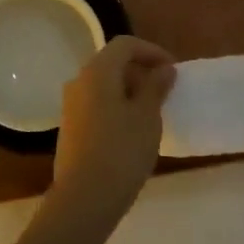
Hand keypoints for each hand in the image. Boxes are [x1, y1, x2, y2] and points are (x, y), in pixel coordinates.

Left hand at [51, 36, 174, 226]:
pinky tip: (132, 131)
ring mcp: (71, 105)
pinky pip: (96, 104)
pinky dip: (116, 107)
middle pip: (112, 63)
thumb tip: (163, 69)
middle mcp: (79, 81)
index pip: (125, 45)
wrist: (83, 198)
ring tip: (152, 113)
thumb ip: (155, 87)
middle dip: (140, 71)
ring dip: (129, 91)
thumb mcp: (147, 117)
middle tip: (164, 92)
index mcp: (97, 71)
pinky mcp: (70, 127)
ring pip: (104, 85)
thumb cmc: (121, 151)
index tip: (173, 71)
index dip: (151, 51)